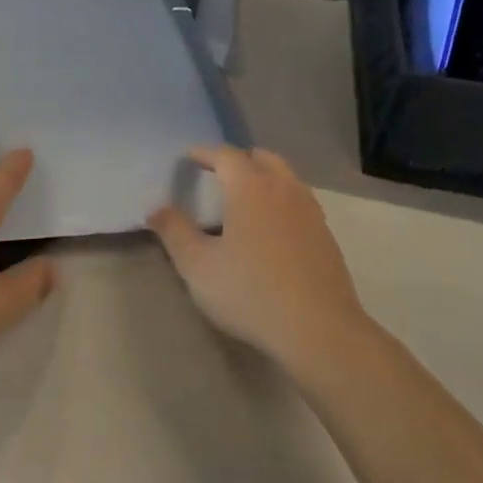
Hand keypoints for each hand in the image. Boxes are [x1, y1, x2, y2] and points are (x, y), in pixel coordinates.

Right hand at [148, 146, 371, 381]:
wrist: (318, 330)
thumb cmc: (250, 292)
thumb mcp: (197, 266)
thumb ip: (175, 232)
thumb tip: (156, 210)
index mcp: (250, 189)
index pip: (226, 155)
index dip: (205, 152)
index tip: (189, 157)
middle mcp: (284, 190)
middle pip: (263, 158)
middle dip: (239, 159)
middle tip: (218, 173)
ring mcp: (310, 212)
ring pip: (286, 178)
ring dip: (264, 177)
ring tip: (244, 198)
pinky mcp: (326, 236)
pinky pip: (300, 202)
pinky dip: (281, 200)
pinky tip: (271, 228)